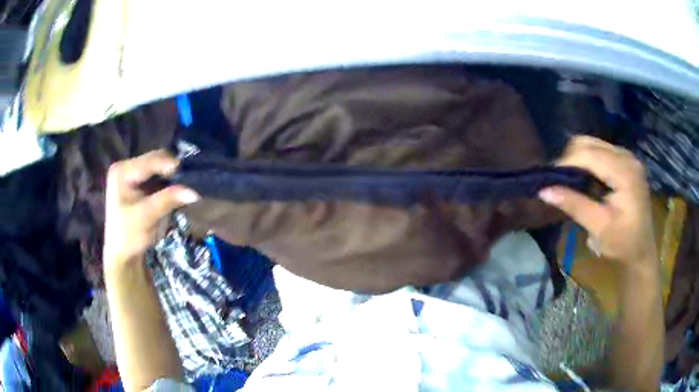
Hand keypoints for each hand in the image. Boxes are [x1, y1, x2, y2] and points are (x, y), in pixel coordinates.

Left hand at [103, 150, 199, 273]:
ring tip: (185, 187)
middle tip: (190, 184)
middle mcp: (126, 167)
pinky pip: (158, 177)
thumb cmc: (129, 236)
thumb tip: (195, 192)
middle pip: (156, 160)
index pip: (151, 160)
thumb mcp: (147, 216)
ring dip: (172, 177)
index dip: (172, 166)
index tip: (192, 178)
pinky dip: (168, 183)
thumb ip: (168, 200)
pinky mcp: (138, 183)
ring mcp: (132, 174)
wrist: (122, 254)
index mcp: (122, 171)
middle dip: (173, 171)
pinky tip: (176, 192)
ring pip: (159, 168)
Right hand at [538, 136, 657, 270]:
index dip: (565, 162)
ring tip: (568, 181)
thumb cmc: (623, 244)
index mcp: (624, 172)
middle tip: (557, 181)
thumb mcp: (599, 228)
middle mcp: (626, 156)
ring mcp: (627, 156)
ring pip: (593, 144)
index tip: (547, 179)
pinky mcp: (625, 161)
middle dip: (569, 159)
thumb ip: (574, 205)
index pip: (588, 153)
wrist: (642, 251)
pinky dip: (587, 161)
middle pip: (589, 142)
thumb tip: (543, 191)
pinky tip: (584, 179)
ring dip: (577, 159)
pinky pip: (600, 151)